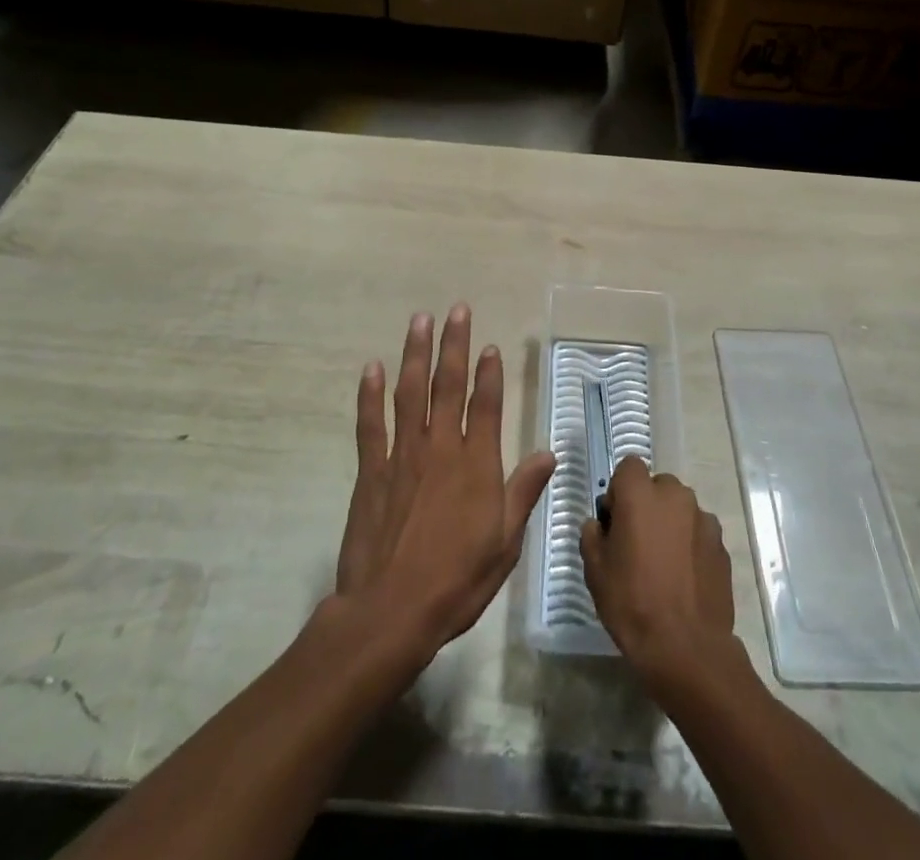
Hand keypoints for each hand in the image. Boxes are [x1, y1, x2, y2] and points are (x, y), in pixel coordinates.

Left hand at [334, 304, 555, 660]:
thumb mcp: (505, 543)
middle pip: (448, 386)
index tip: (490, 345)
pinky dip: (370, 395)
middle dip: (454, 345)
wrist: (391, 611)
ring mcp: (403, 456)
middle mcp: (440, 449)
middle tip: (457, 310)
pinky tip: (372, 368)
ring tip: (419, 321)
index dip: (490, 373)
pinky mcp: (372, 471)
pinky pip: (371, 424)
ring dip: (415, 354)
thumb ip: (523, 492)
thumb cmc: (457, 580)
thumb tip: (549, 452)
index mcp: (476, 465)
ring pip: (410, 393)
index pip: (486, 406)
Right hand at [581, 459, 736, 684]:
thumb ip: (593, 534)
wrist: (686, 648)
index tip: (615, 521)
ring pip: (680, 509)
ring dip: (670, 523)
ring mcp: (703, 519)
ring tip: (663, 563)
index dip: (620, 490)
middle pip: (658, 486)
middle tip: (637, 542)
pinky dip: (690, 544)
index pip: (629, 467)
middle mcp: (676, 496)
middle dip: (647, 505)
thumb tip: (600, 524)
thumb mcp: (595, 570)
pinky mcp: (722, 545)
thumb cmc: (632, 603)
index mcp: (641, 494)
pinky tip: (683, 578)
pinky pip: (699, 533)